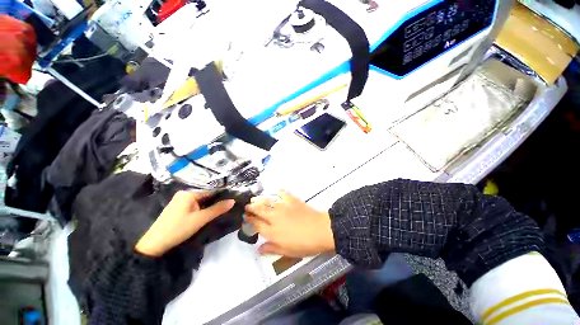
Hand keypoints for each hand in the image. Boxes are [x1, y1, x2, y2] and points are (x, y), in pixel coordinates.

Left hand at [135, 191, 234, 256]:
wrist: (154, 244)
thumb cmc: (178, 229)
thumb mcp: (200, 219)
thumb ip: (217, 209)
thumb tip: (233, 201)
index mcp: (188, 193)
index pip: (210, 190)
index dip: (222, 194)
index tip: (233, 195)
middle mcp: (184, 194)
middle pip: (205, 195)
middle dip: (216, 199)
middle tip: (230, 202)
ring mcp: (180, 201)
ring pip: (201, 201)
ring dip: (210, 204)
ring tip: (224, 206)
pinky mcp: (178, 208)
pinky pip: (195, 205)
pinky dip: (203, 208)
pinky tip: (210, 212)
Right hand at [245, 190, 334, 256]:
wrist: (320, 230)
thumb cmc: (304, 244)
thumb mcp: (287, 252)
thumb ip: (272, 248)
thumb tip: (259, 248)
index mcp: (272, 231)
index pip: (256, 224)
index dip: (250, 220)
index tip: (246, 216)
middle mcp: (274, 217)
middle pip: (259, 210)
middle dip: (251, 207)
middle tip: (247, 205)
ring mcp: (283, 207)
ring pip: (268, 201)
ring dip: (260, 199)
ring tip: (255, 198)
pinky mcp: (292, 200)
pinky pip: (283, 193)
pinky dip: (279, 192)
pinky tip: (277, 191)